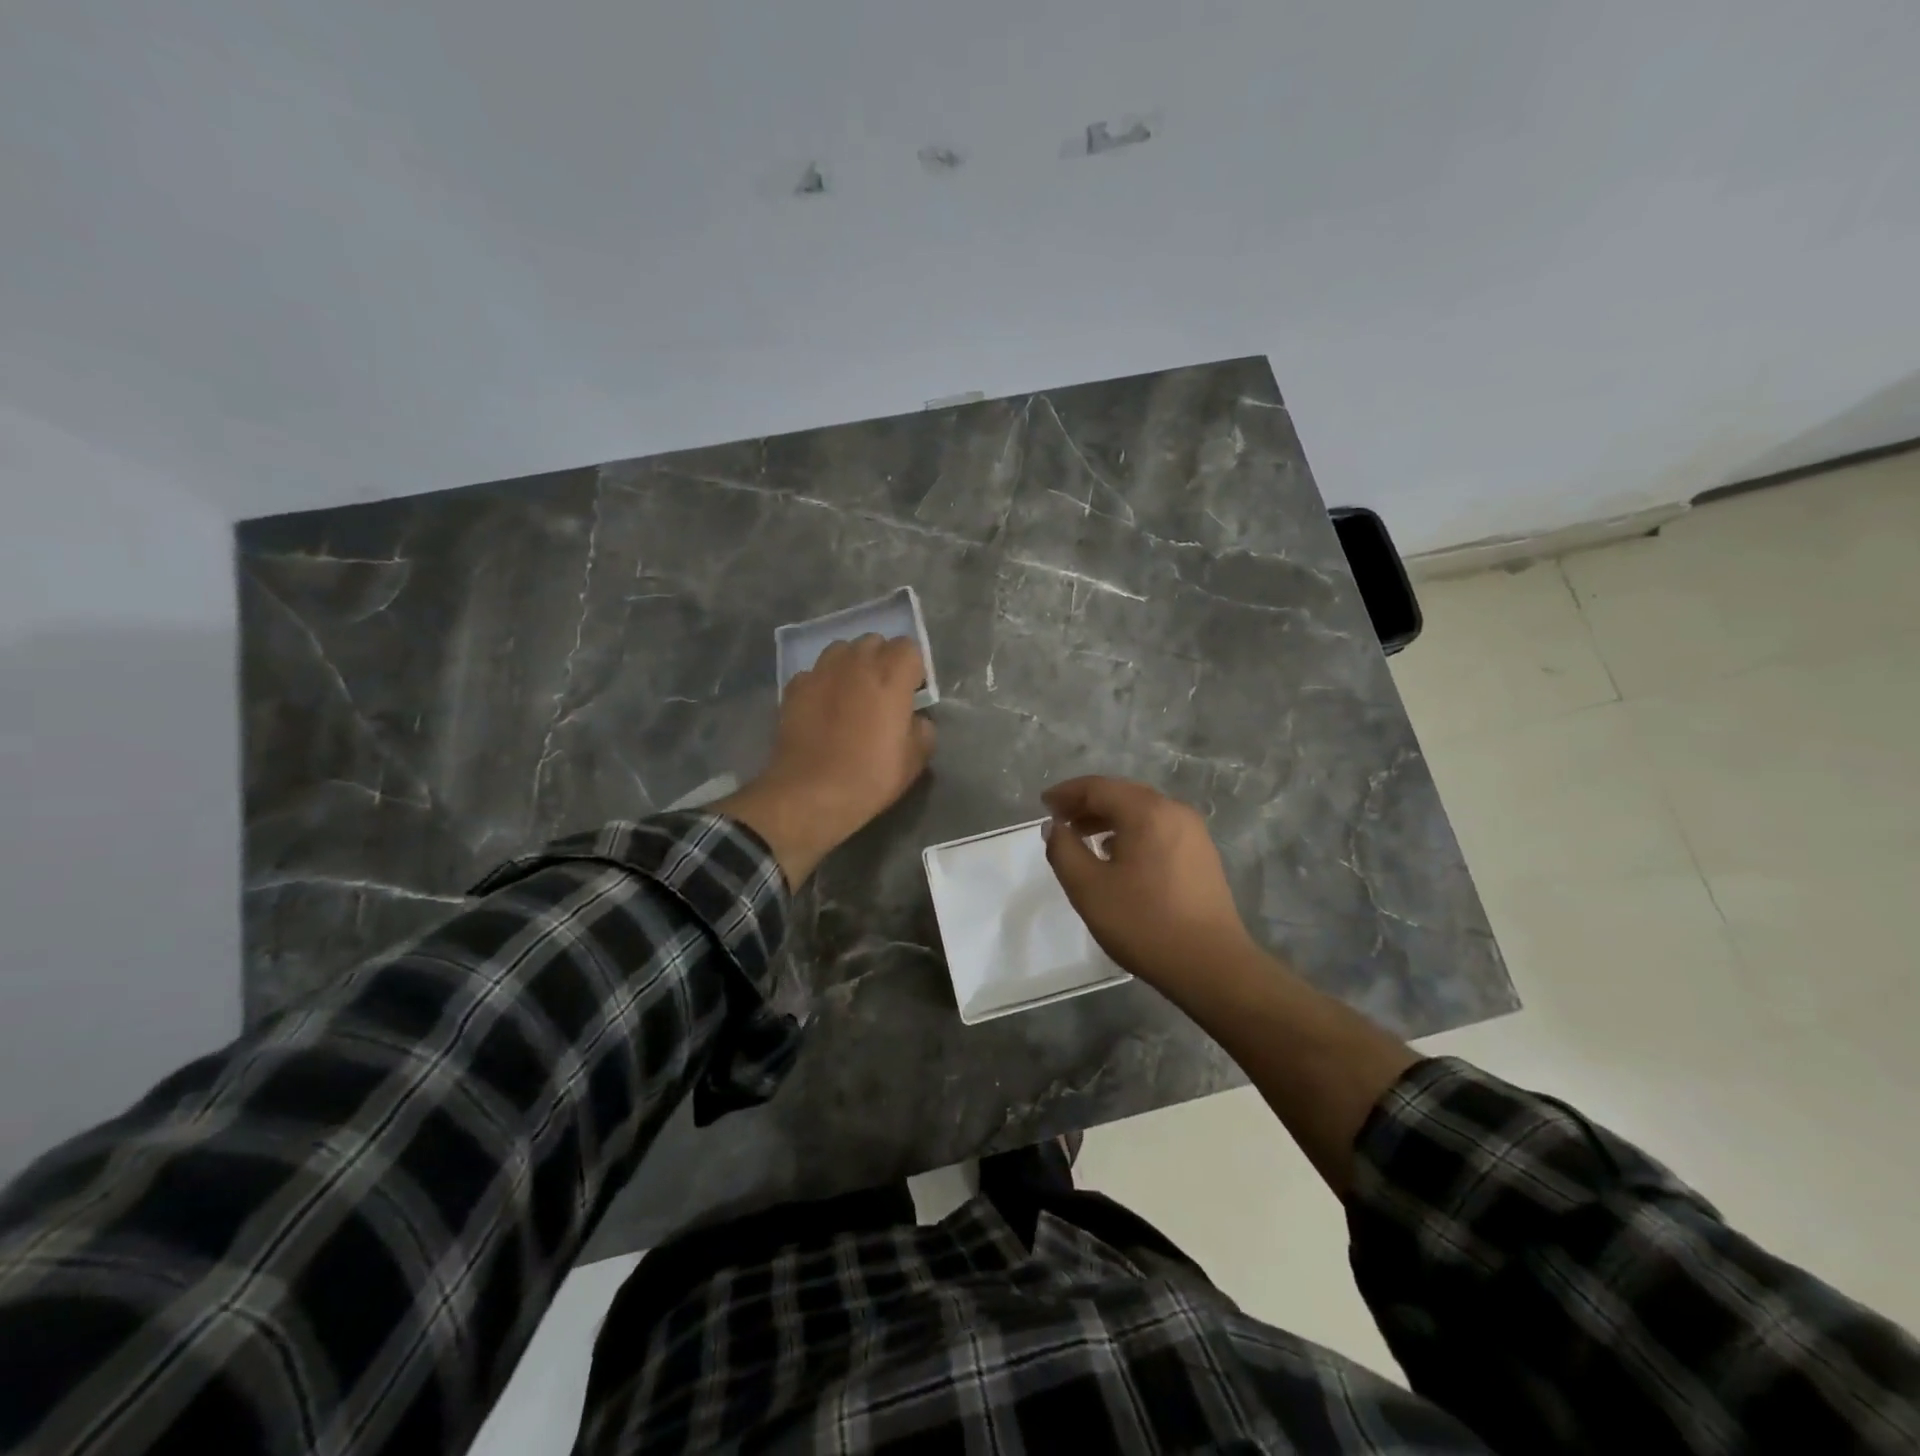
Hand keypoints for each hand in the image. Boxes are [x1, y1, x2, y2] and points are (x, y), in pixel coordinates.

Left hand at [718, 635, 934, 886]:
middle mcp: (856, 664)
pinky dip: (822, 682)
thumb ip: (922, 729)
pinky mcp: (794, 687)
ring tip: (851, 692)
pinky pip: (814, 672)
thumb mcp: (915, 760)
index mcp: (891, 676)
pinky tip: (822, 706)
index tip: (912, 692)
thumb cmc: (871, 777)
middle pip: (874, 641)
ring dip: (851, 664)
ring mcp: (820, 672)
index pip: (908, 647)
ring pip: (841, 650)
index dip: (913, 668)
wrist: (811, 794)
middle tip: (883, 691)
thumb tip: (915, 720)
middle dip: (882, 660)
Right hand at [1041, 776, 1255, 990]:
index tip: (1043, 805)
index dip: (1067, 793)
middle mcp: (1174, 811)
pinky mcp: (1202, 854)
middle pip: (1122, 794)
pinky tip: (1117, 856)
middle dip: (1087, 804)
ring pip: (1142, 811)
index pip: (1098, 787)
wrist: (1211, 965)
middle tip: (1060, 820)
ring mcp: (1193, 832)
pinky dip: (1131, 832)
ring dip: (1109, 819)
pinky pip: (1158, 828)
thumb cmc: (1144, 923)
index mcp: (1147, 811)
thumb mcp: (1088, 888)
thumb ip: (1063, 850)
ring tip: (1083, 839)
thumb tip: (1055, 827)